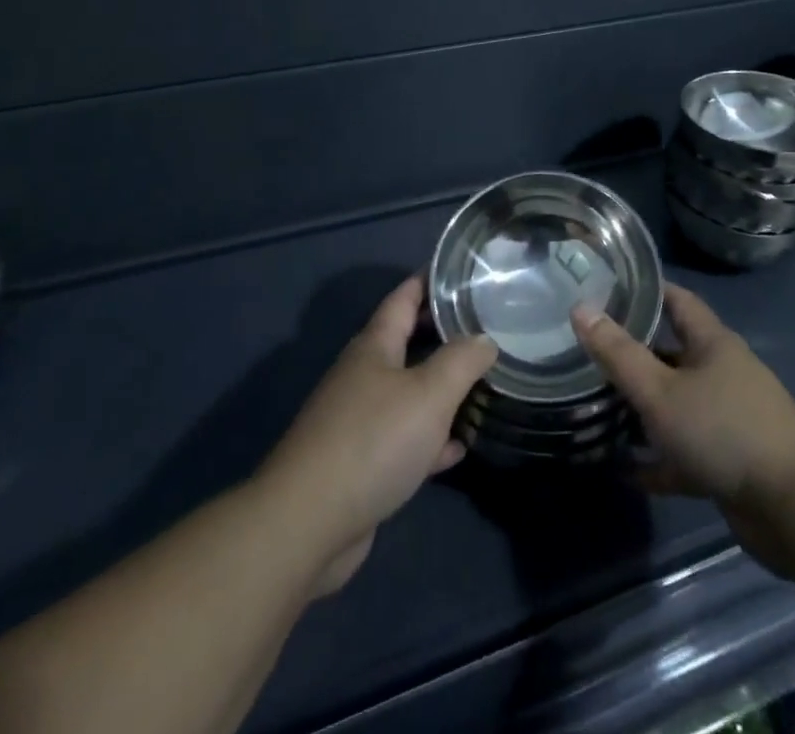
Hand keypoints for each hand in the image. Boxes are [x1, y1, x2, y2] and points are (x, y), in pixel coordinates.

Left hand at [259, 276, 496, 596]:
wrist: (308, 524)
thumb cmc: (373, 441)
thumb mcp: (430, 393)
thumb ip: (462, 361)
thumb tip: (484, 339)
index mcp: (375, 346)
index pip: (404, 297)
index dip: (431, 279)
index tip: (463, 271)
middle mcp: (364, 375)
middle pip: (407, 342)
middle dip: (443, 333)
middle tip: (486, 326)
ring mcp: (358, 420)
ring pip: (408, 392)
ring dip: (441, 389)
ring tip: (482, 383)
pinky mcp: (360, 463)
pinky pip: (404, 439)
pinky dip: (430, 439)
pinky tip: (457, 448)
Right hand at [572, 285, 794, 571]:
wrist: (794, 509)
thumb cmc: (724, 430)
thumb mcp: (661, 391)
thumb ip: (619, 354)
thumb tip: (581, 309)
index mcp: (712, 344)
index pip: (677, 300)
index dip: (646, 291)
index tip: (608, 288)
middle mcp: (722, 373)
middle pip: (673, 353)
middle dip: (635, 353)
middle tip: (589, 352)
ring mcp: (729, 419)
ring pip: (677, 404)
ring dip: (644, 409)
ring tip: (598, 408)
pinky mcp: (730, 462)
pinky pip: (685, 452)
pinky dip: (658, 460)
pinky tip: (626, 471)